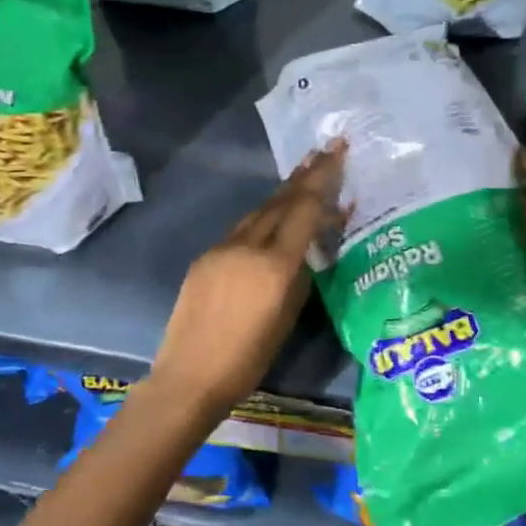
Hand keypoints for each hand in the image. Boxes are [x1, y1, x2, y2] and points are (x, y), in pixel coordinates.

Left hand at [149, 143, 346, 411]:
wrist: (189, 376)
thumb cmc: (248, 358)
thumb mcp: (288, 317)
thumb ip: (301, 275)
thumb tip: (309, 249)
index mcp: (274, 264)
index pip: (304, 209)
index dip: (323, 178)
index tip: (337, 151)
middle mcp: (247, 246)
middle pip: (281, 201)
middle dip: (305, 175)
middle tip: (324, 149)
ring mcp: (221, 248)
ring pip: (259, 211)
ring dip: (283, 193)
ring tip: (303, 173)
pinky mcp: (205, 257)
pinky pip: (241, 229)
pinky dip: (262, 217)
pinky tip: (271, 216)